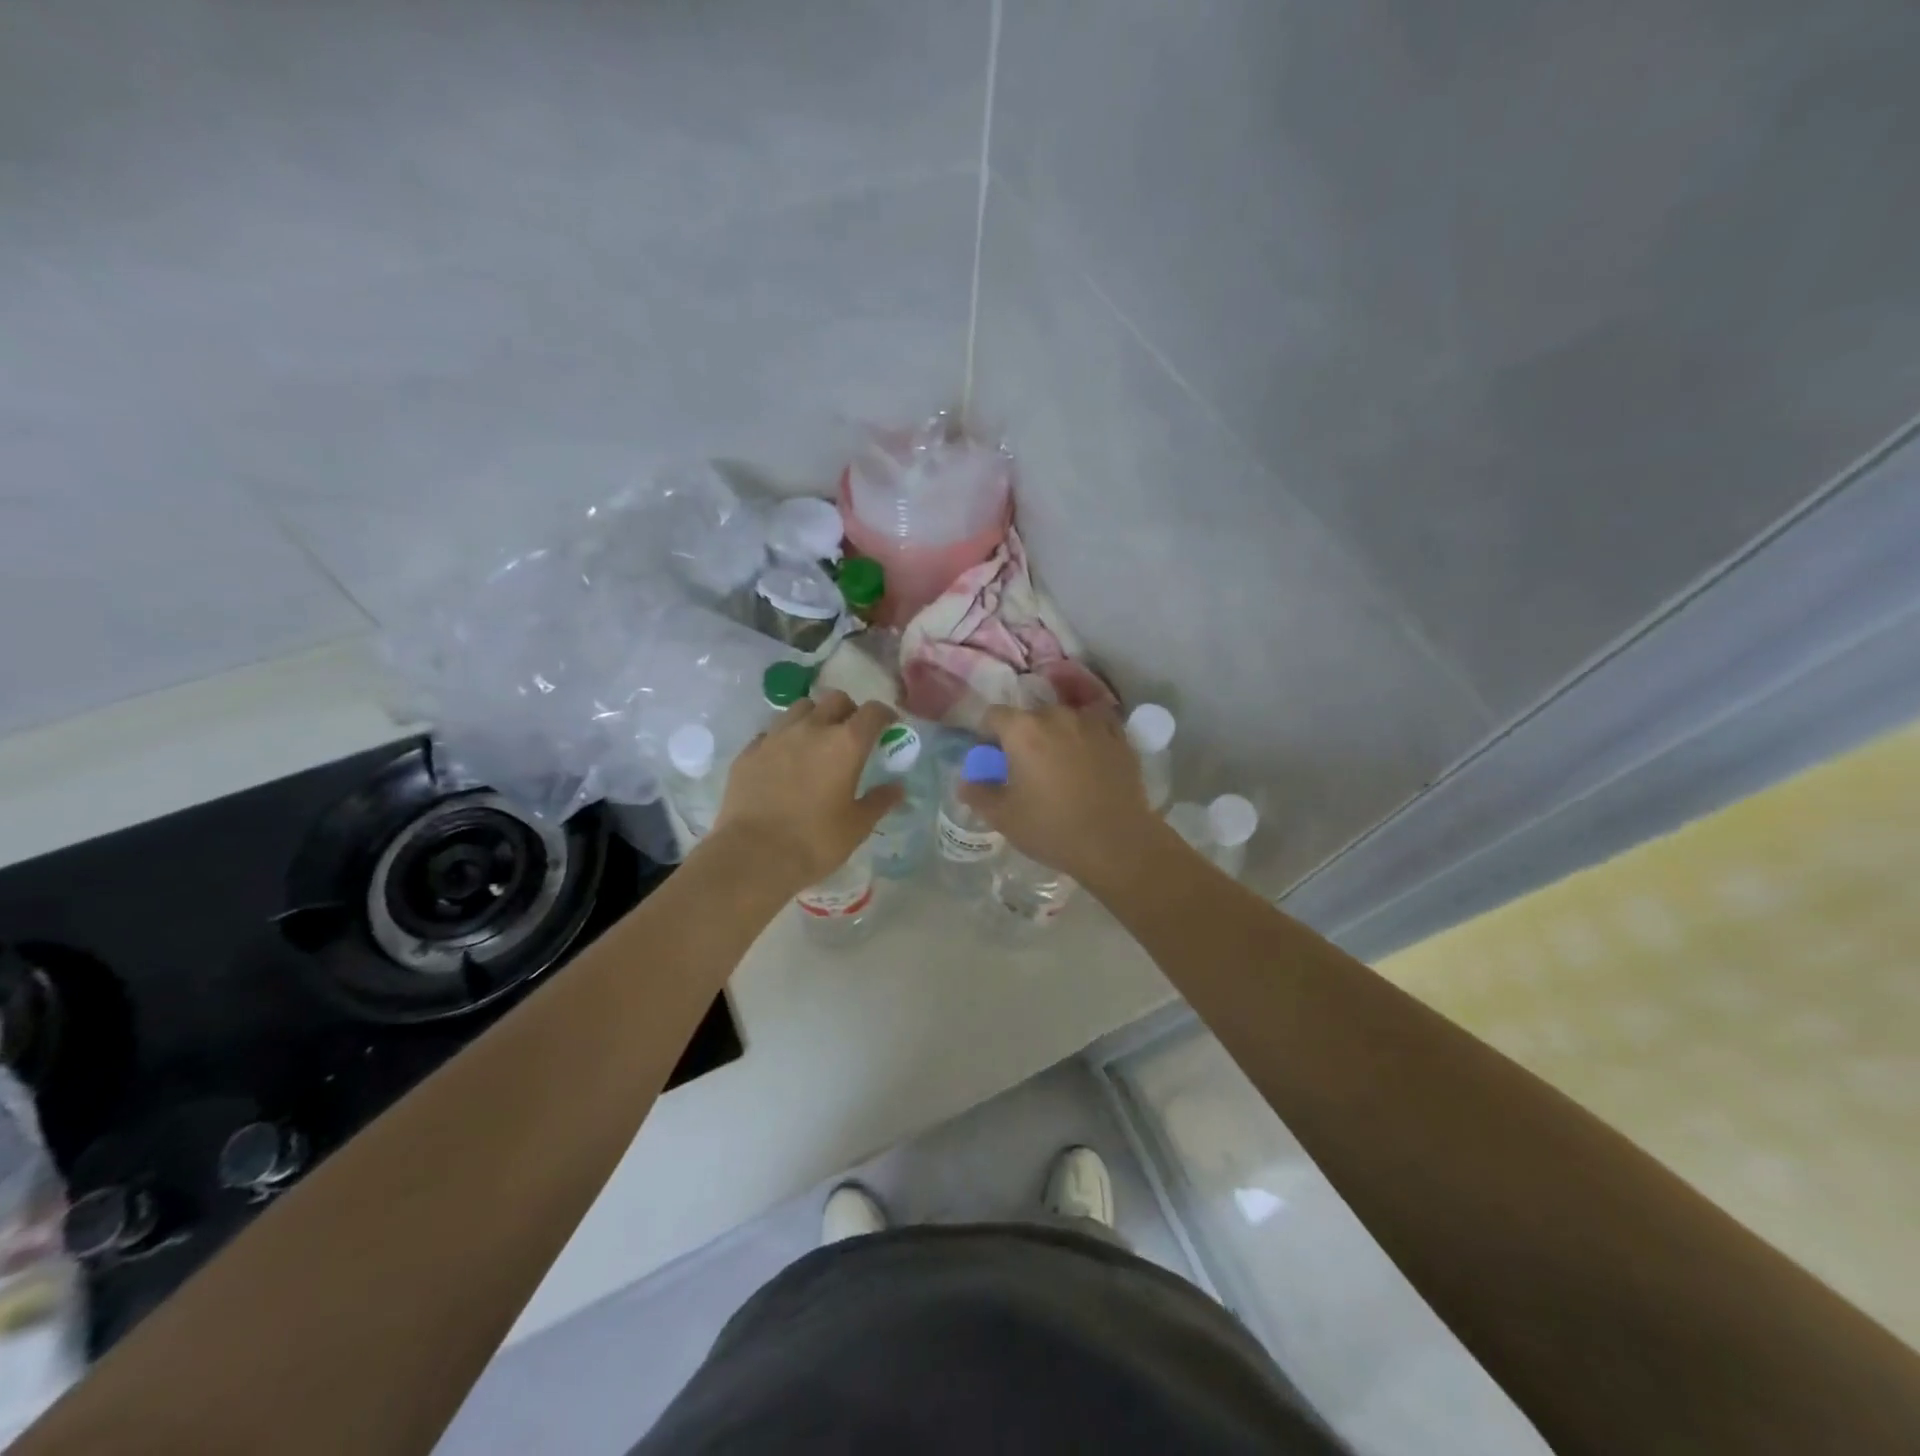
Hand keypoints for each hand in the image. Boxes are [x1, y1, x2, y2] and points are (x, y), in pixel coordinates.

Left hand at [709, 691, 904, 891]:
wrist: (753, 856)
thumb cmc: (815, 841)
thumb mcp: (857, 826)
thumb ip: (879, 801)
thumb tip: (898, 788)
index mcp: (846, 744)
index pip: (873, 711)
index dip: (884, 715)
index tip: (888, 727)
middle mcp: (812, 728)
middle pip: (836, 700)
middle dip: (849, 711)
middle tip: (852, 735)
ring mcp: (776, 736)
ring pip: (801, 708)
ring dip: (815, 718)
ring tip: (815, 742)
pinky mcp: (749, 751)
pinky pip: (772, 732)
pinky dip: (784, 738)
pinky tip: (784, 761)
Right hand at [960, 703, 1165, 890]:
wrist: (1117, 843)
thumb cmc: (1053, 828)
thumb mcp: (1004, 818)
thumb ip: (978, 794)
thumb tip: (965, 782)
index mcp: (1023, 730)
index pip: (994, 715)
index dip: (987, 733)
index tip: (991, 757)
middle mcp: (1057, 715)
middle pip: (1031, 716)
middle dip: (1024, 735)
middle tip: (1025, 766)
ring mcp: (1092, 723)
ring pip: (1065, 718)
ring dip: (1057, 734)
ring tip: (1060, 763)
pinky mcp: (1120, 737)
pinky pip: (1096, 726)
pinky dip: (1088, 736)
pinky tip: (1090, 757)